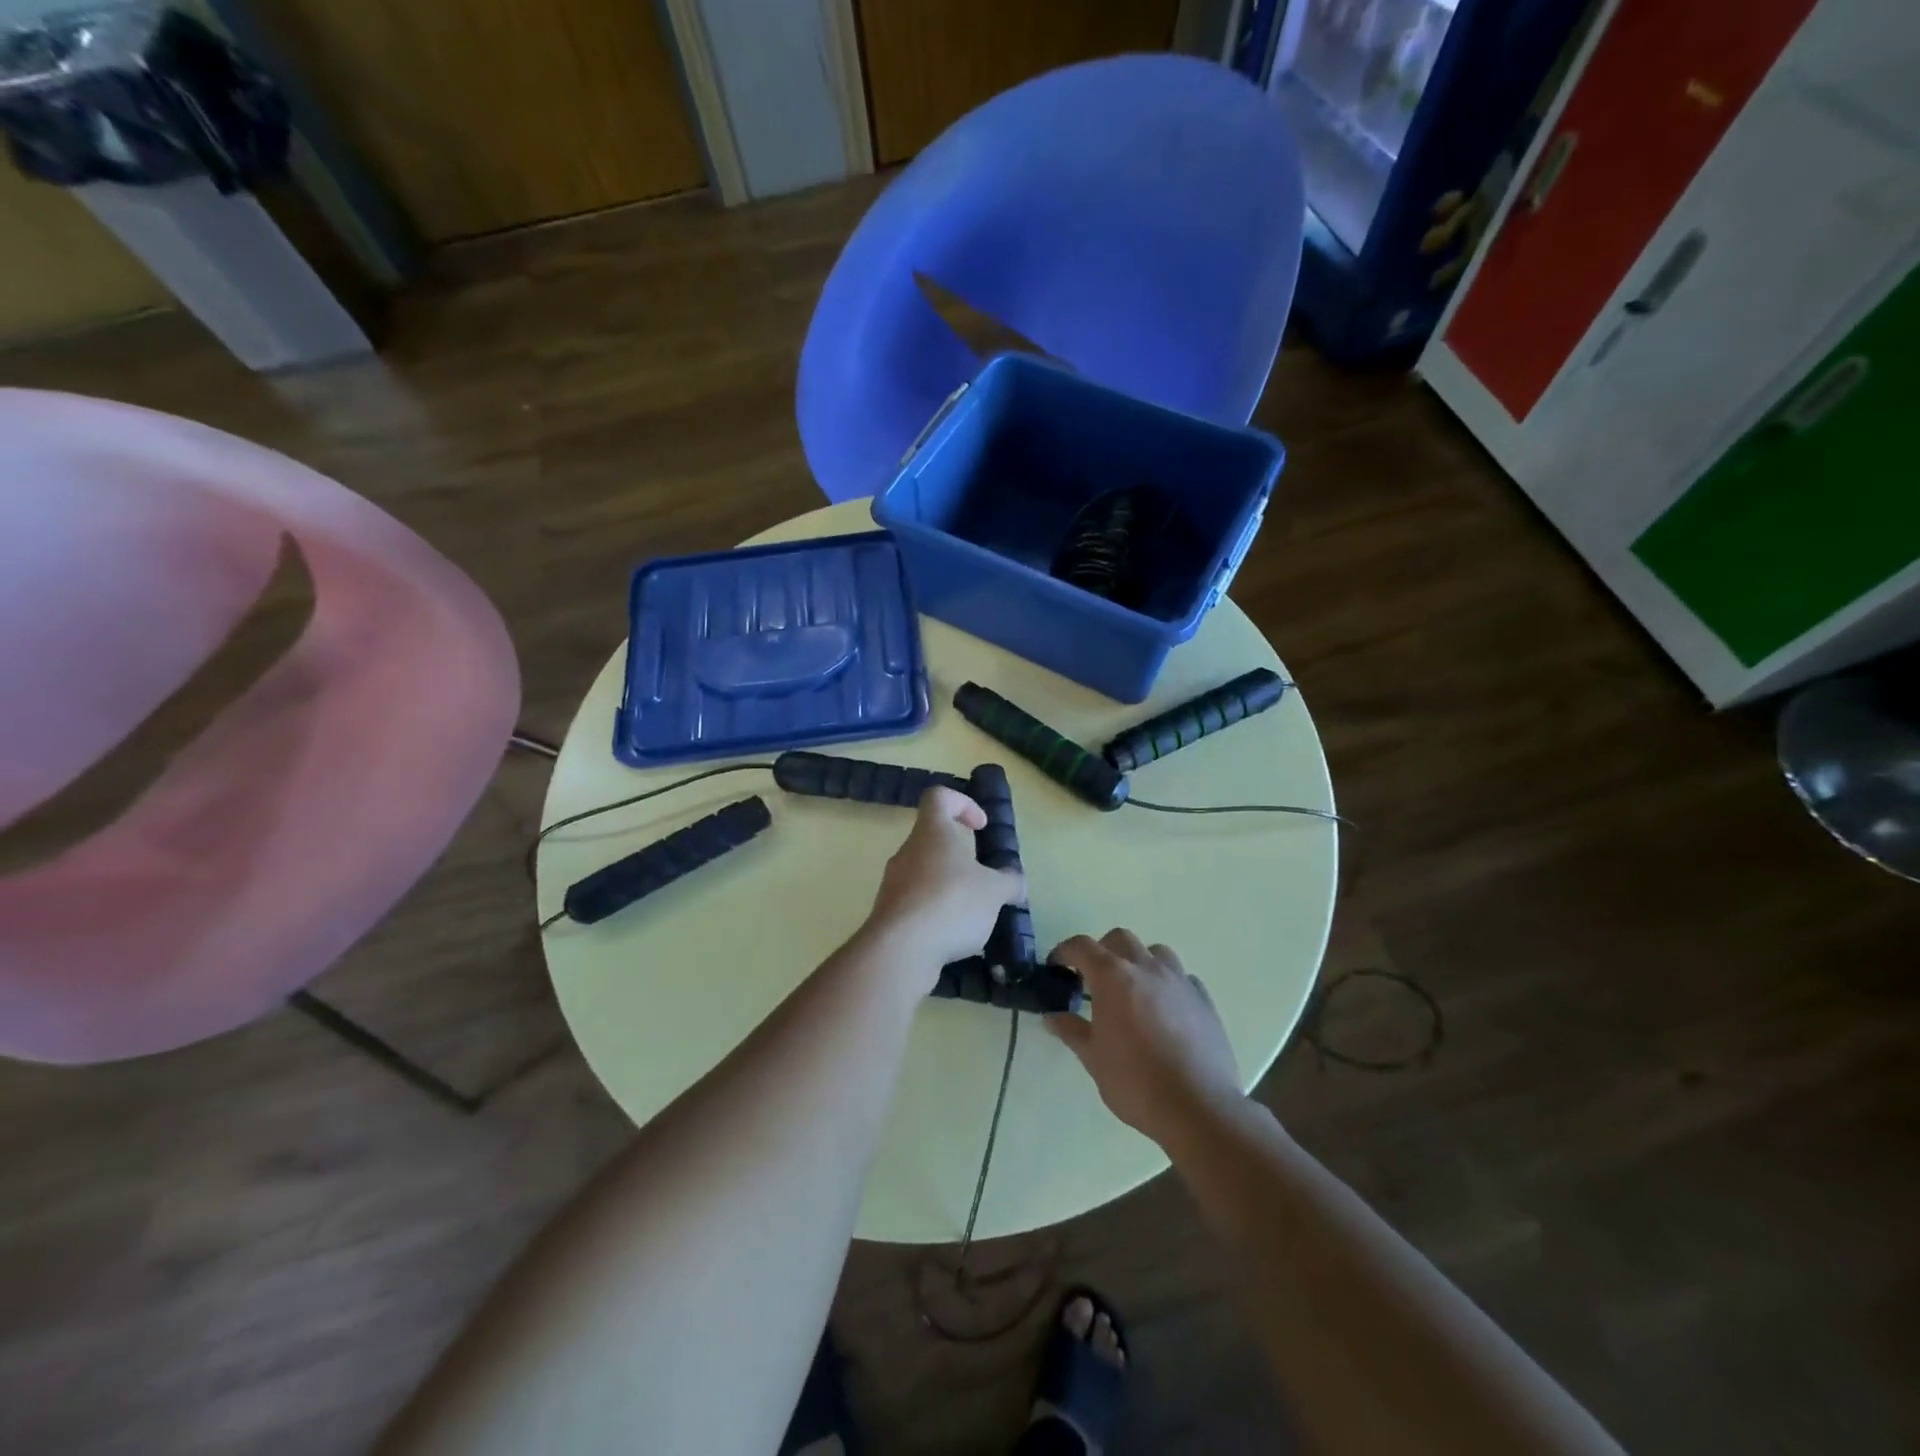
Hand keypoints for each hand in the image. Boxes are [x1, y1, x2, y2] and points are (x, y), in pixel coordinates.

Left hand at [864, 786, 1024, 982]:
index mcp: (932, 832)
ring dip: (949, 886)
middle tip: (983, 879)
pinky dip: (936, 913)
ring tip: (973, 914)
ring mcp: (894, 882)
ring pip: (925, 873)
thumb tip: (1017, 882)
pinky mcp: (889, 913)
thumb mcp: (994, 891)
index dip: (962, 803)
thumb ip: (1009, 882)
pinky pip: (917, 903)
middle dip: (961, 856)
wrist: (900, 950)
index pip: (939, 797)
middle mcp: (908, 850)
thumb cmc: (951, 903)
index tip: (980, 826)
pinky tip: (953, 935)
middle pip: (933, 839)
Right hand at [1045, 930, 1241, 1145]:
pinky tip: (1165, 1010)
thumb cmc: (1136, 1081)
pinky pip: (1182, 977)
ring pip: (1155, 952)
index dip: (1064, 952)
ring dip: (1138, 962)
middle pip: (1120, 939)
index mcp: (1113, 977)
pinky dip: (1167, 984)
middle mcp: (1146, 968)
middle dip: (1103, 952)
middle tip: (1094, 980)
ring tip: (1133, 991)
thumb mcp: (1093, 1058)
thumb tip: (1052, 1016)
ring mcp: (1179, 980)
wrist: (1198, 1107)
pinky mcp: (1204, 999)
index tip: (1056, 966)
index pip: (1082, 946)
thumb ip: (1071, 1031)